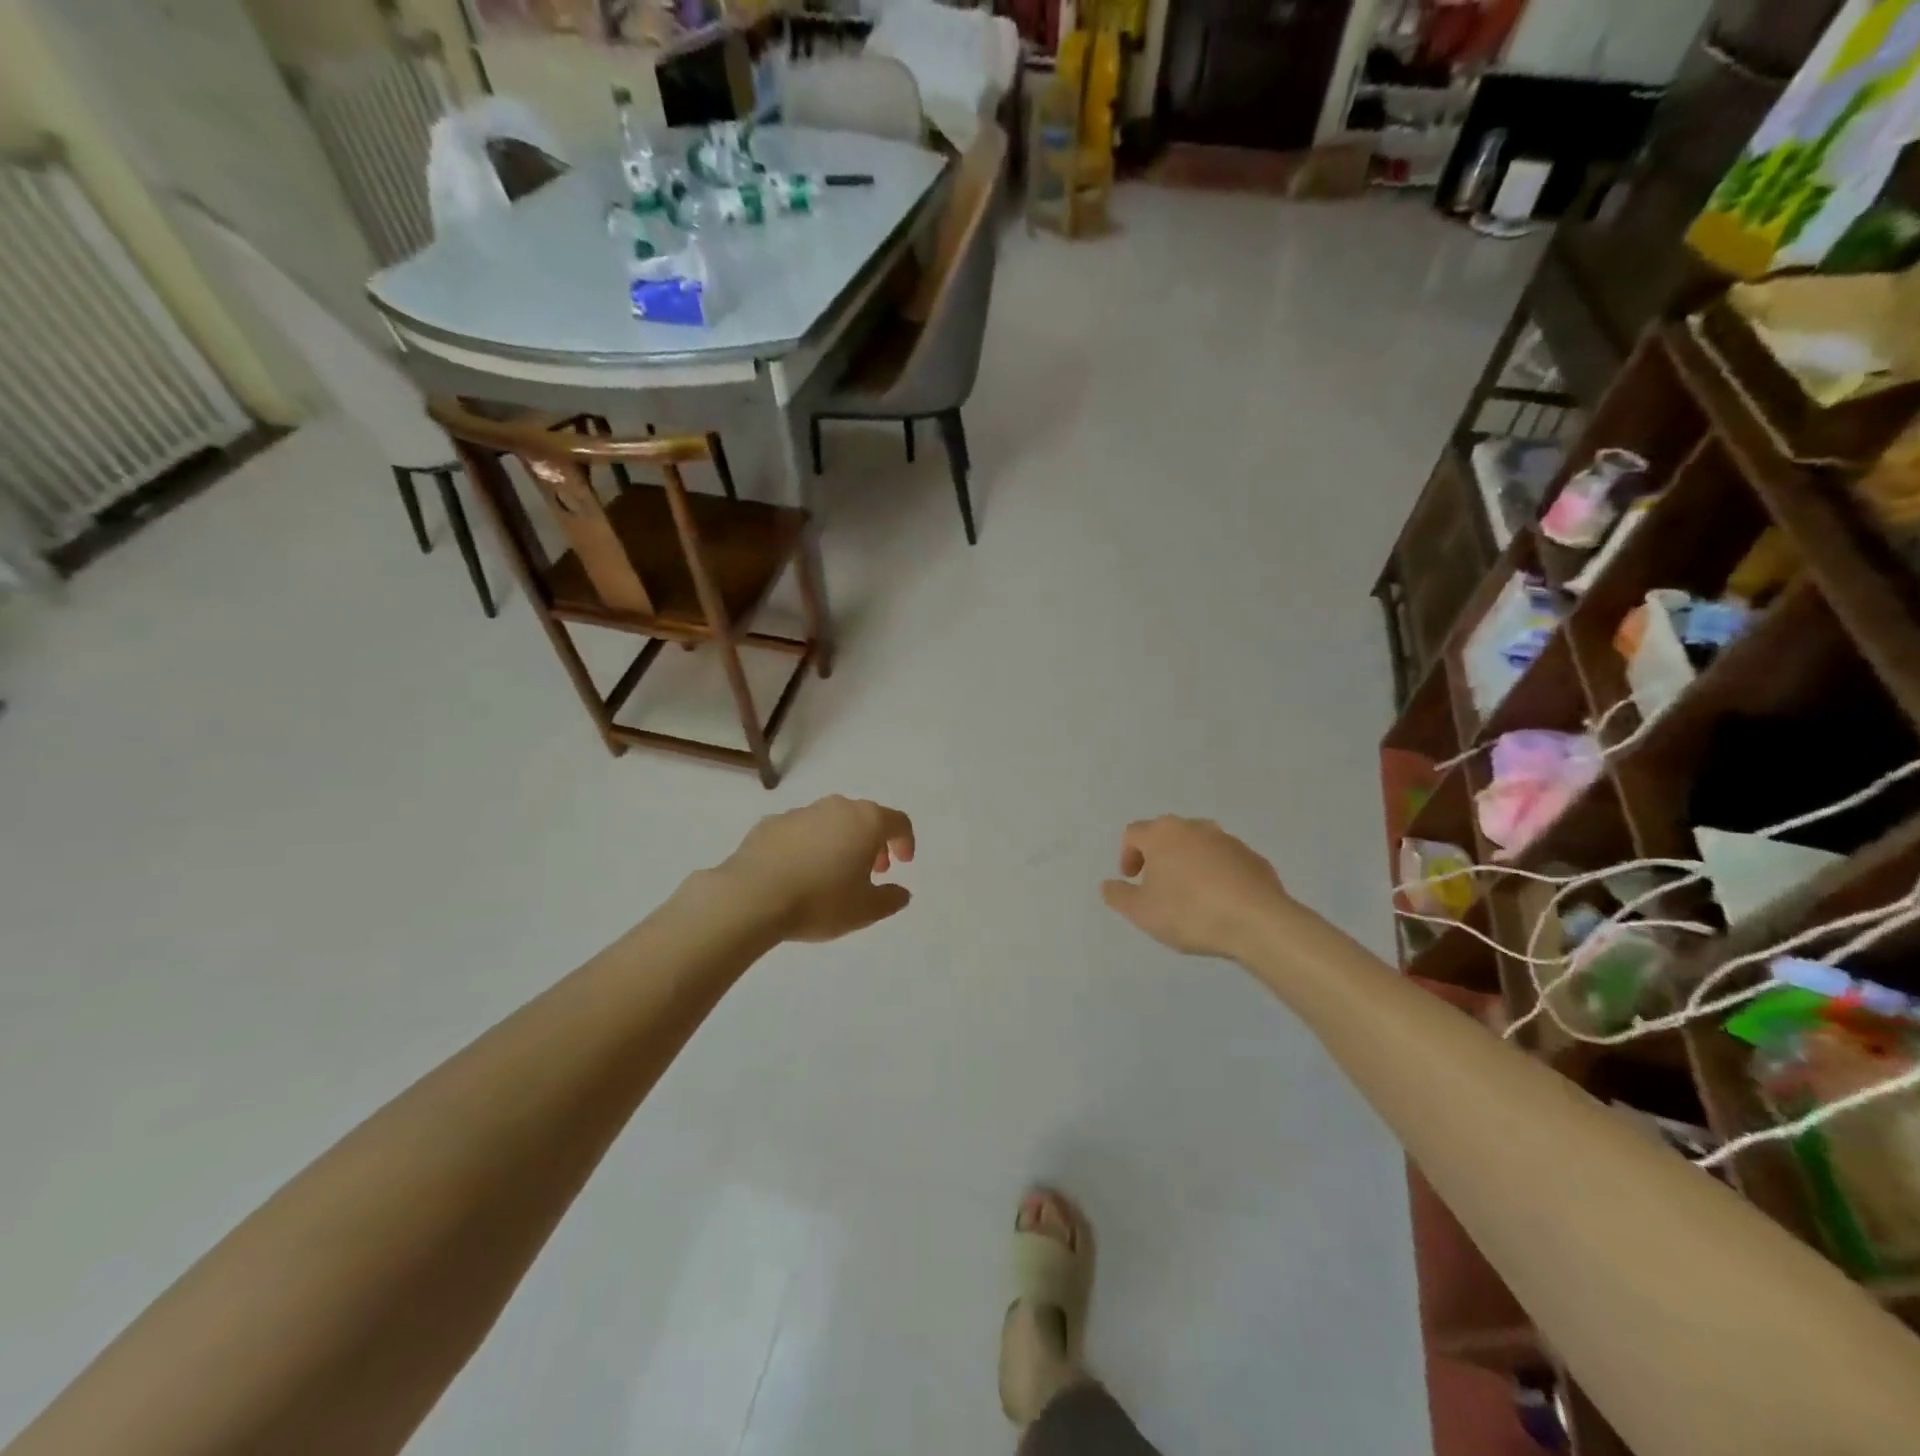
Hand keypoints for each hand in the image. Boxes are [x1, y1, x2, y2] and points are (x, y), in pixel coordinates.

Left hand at [717, 796, 915, 942]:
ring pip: (831, 821)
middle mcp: (836, 807)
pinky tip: (799, 872)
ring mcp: (800, 812)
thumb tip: (901, 892)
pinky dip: (809, 845)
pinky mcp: (770, 823)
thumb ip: (890, 899)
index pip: (898, 822)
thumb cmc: (820, 901)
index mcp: (866, 821)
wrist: (751, 897)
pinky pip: (801, 831)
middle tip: (872, 870)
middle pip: (865, 817)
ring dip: (840, 842)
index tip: (903, 863)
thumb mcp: (865, 910)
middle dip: (873, 842)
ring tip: (833, 873)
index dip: (905, 841)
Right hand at [1101, 816, 1292, 960]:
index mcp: (1162, 834)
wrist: (1258, 922)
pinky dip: (1216, 874)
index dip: (1127, 855)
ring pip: (1197, 846)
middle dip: (1157, 857)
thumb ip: (1119, 896)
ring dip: (1187, 864)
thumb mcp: (1142, 912)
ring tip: (1189, 896)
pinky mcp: (1253, 858)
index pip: (1134, 833)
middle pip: (1166, 835)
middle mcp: (1194, 827)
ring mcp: (1227, 840)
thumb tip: (1108, 884)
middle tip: (1156, 886)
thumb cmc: (1190, 912)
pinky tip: (1219, 902)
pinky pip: (1225, 861)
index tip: (1131, 880)